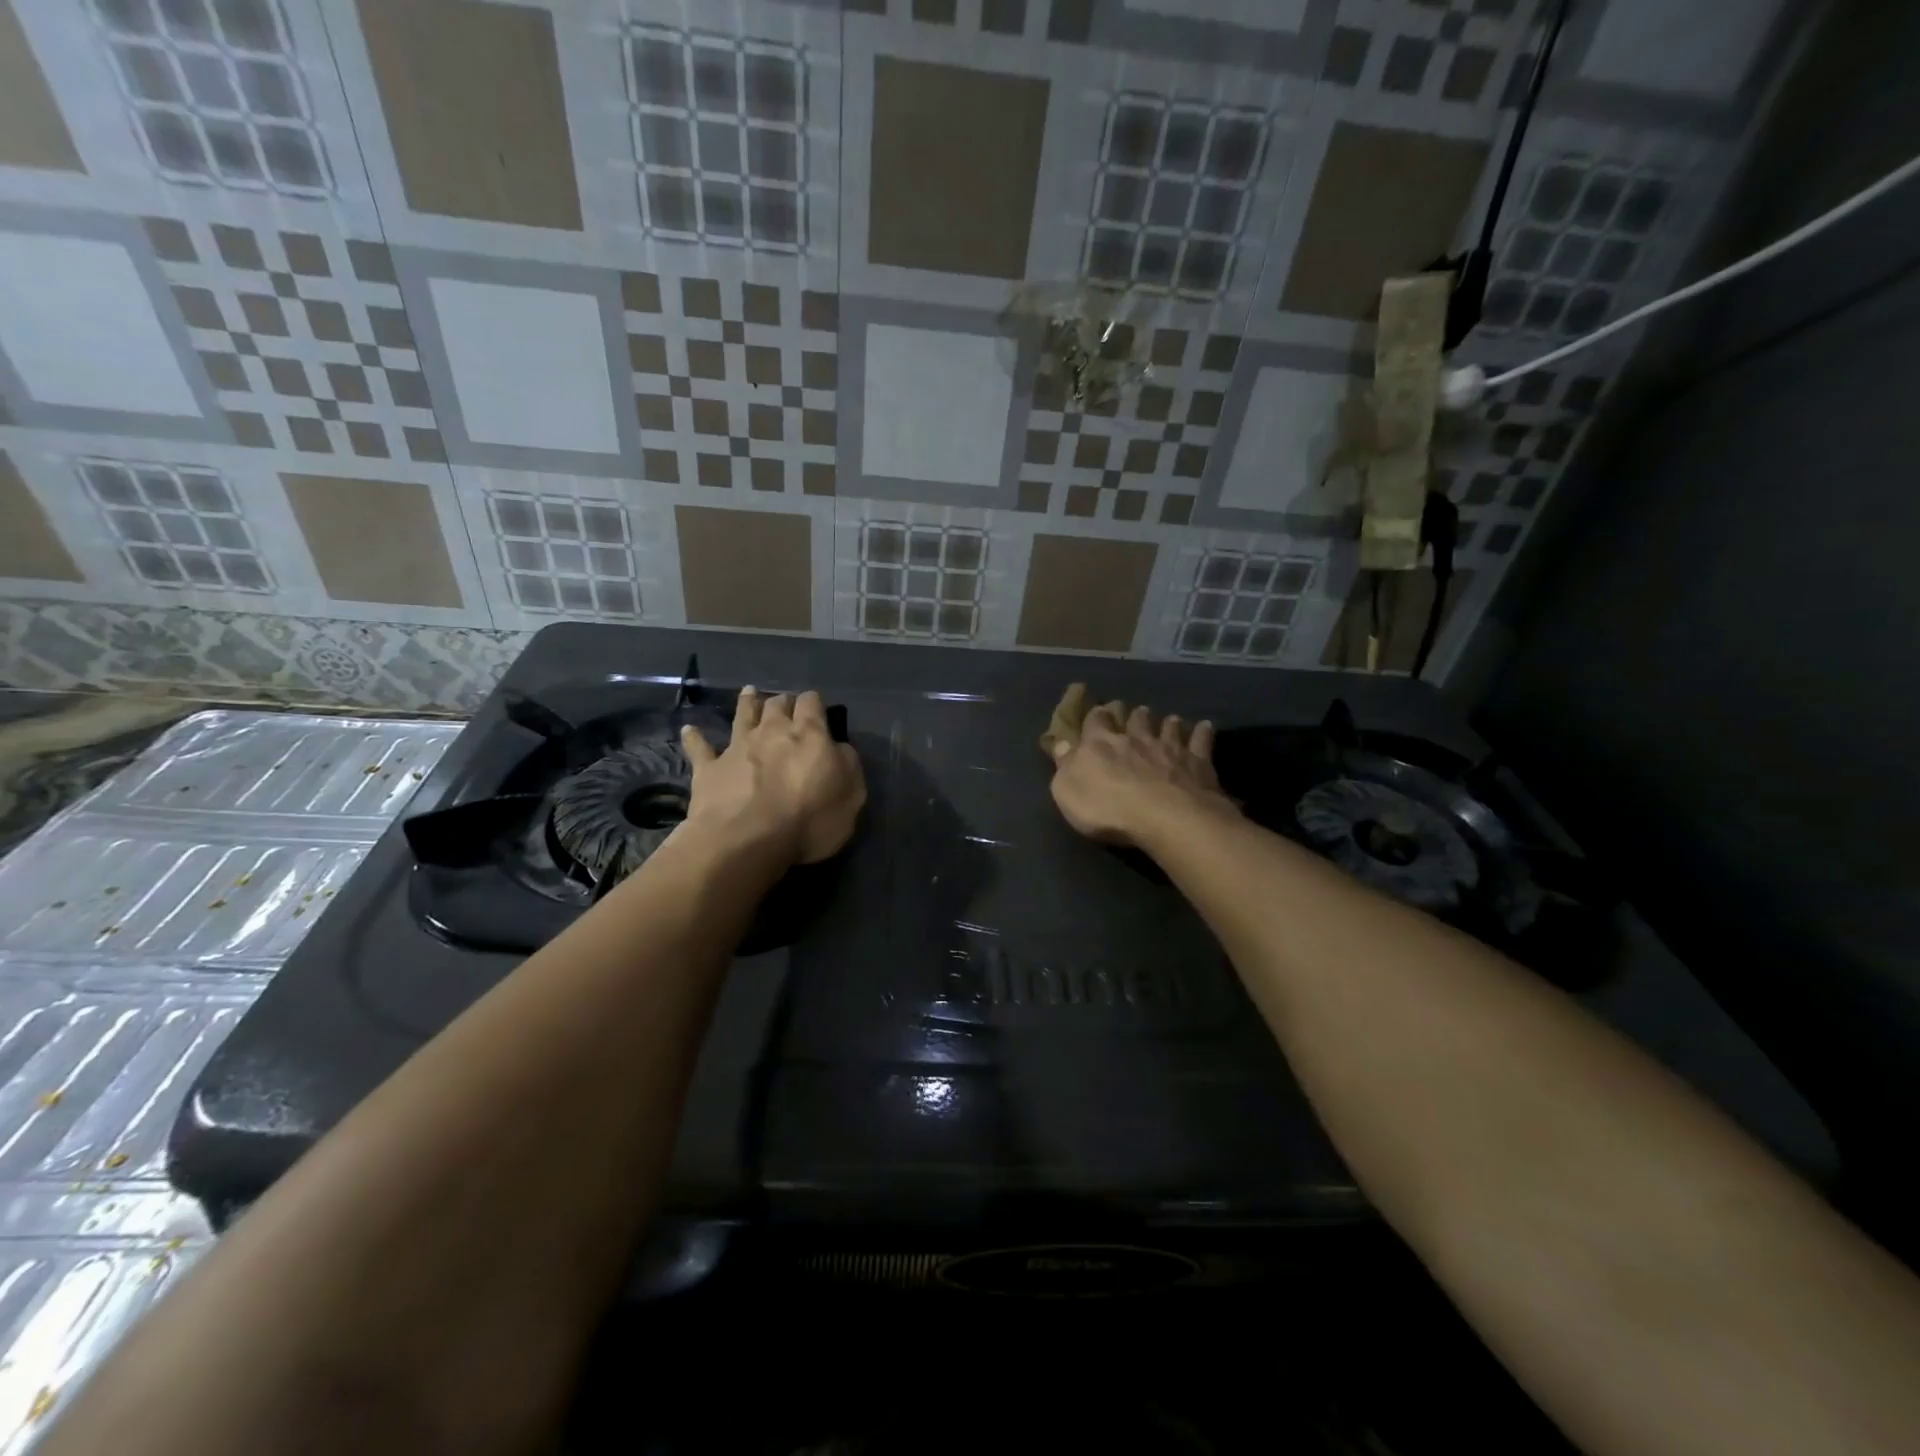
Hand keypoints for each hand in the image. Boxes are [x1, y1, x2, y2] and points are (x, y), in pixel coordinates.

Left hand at [681, 688, 864, 865]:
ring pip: (742, 715)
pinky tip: (689, 730)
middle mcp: (772, 731)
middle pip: (777, 704)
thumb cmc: (809, 820)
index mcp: (809, 734)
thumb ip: (847, 765)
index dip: (814, 703)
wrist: (747, 840)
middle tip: (786, 706)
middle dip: (783, 702)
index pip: (812, 703)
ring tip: (749, 693)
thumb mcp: (850, 796)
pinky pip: (700, 748)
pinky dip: (695, 738)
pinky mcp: (709, 768)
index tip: (817, 709)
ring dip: (747, 703)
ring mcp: (737, 747)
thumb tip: (838, 749)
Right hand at [1045, 698, 1236, 849]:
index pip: (1095, 721)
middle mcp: (1135, 738)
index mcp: (1100, 744)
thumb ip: (1064, 765)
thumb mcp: (1068, 791)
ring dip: (1166, 722)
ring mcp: (1169, 747)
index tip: (1098, 712)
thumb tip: (1060, 744)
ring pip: (1167, 726)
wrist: (1165, 818)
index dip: (1096, 716)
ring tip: (1168, 719)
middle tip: (1133, 712)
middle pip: (1134, 718)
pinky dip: (1202, 731)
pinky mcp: (1197, 761)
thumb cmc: (1108, 809)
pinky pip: (1201, 740)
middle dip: (1132, 714)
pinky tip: (1205, 726)